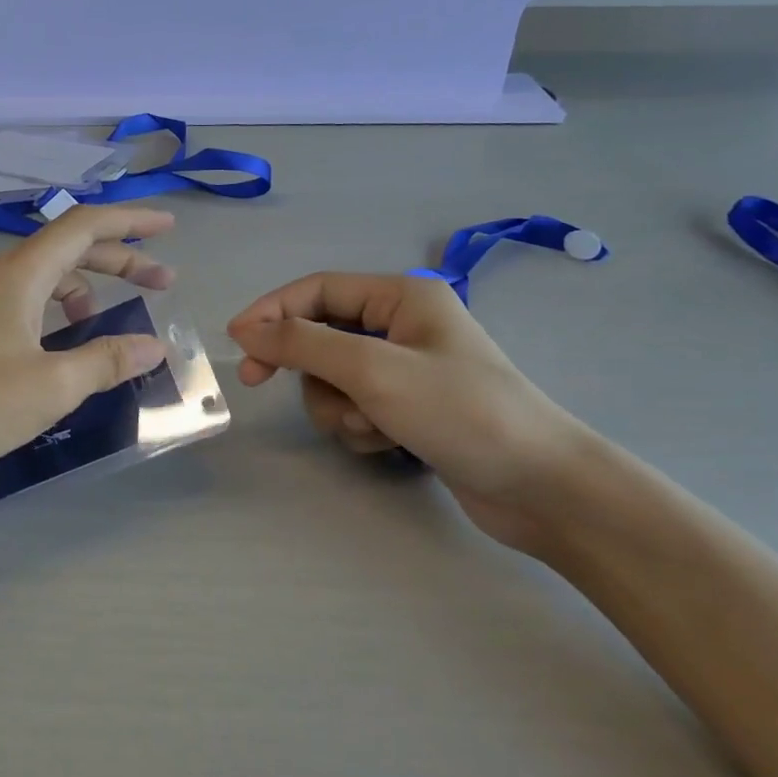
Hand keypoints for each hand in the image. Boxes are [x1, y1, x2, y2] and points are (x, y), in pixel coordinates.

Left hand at [0, 207, 178, 481]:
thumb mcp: (51, 386)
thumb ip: (106, 361)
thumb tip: (153, 347)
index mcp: (19, 275)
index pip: (84, 226)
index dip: (130, 222)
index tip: (169, 228)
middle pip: (69, 250)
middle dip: (120, 259)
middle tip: (162, 282)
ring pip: (45, 280)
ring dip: (86, 290)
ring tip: (108, 324)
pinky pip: (26, 306)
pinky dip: (57, 315)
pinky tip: (63, 349)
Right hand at [227, 274, 591, 554]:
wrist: (540, 486)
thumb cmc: (460, 412)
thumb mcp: (372, 371)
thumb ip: (303, 344)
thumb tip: (246, 330)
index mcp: (401, 296)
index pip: (316, 290)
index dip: (270, 312)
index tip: (237, 347)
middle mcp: (402, 325)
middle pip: (321, 336)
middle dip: (310, 370)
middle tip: (265, 388)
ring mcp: (407, 369)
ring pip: (334, 378)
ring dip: (337, 405)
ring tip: (369, 427)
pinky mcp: (411, 408)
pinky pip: (357, 406)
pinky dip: (360, 425)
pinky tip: (388, 444)